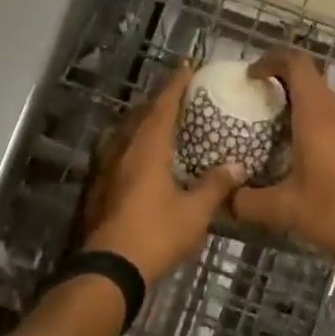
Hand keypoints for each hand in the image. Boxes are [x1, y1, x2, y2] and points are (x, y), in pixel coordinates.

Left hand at [78, 65, 241, 284]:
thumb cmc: (155, 234)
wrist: (107, 269)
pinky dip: (132, 144)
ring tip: (161, 123)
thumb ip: (215, 186)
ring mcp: (105, 168)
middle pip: (139, 115)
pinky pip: (117, 152)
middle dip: (158, 101)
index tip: (186, 66)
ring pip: (124, 133)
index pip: (162, 106)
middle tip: (178, 95)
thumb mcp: (194, 213)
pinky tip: (141, 158)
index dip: (175, 84)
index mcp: (146, 148)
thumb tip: (237, 166)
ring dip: (142, 122)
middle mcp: (122, 149)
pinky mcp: (97, 187)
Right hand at [231, 51, 334, 268]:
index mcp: (317, 113)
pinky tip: (305, 159)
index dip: (271, 60)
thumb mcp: (284, 210)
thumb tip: (223, 200)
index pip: (296, 63)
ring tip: (275, 133)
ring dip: (300, 108)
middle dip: (281, 86)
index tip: (251, 77)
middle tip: (256, 107)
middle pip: (310, 81)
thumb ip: (247, 202)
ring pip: (325, 103)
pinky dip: (317, 127)